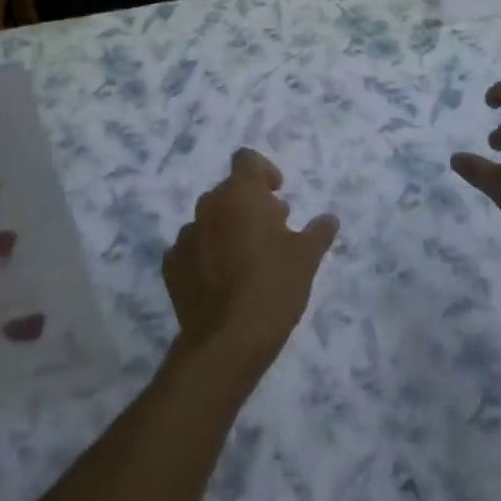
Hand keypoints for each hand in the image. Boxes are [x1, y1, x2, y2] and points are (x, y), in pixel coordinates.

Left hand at [162, 149, 338, 373]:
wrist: (226, 341)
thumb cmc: (273, 288)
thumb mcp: (306, 259)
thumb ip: (317, 232)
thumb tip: (329, 218)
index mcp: (240, 194)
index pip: (246, 159)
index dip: (263, 171)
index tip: (277, 194)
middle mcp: (208, 205)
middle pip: (229, 191)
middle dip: (249, 205)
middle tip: (272, 233)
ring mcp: (185, 234)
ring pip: (210, 220)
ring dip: (227, 230)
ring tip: (246, 261)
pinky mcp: (171, 264)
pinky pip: (192, 248)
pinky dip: (206, 255)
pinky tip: (222, 281)